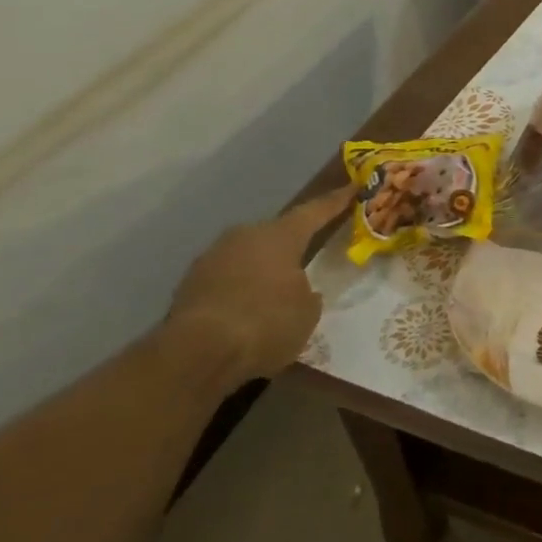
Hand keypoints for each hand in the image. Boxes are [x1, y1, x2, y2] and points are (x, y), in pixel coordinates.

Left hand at [164, 186, 356, 391]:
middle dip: (291, 243)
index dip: (336, 201)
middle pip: (275, 234)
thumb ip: (308, 295)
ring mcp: (211, 259)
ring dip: (262, 269)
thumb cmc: (266, 323)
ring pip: (247, 256)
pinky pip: (226, 280)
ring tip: (275, 290)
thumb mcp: (307, 313)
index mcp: (280, 235)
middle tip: (308, 252)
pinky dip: (239, 289)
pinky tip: (247, 311)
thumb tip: (301, 292)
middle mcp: (244, 237)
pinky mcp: (188, 286)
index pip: (315, 211)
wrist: (196, 355)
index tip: (353, 187)